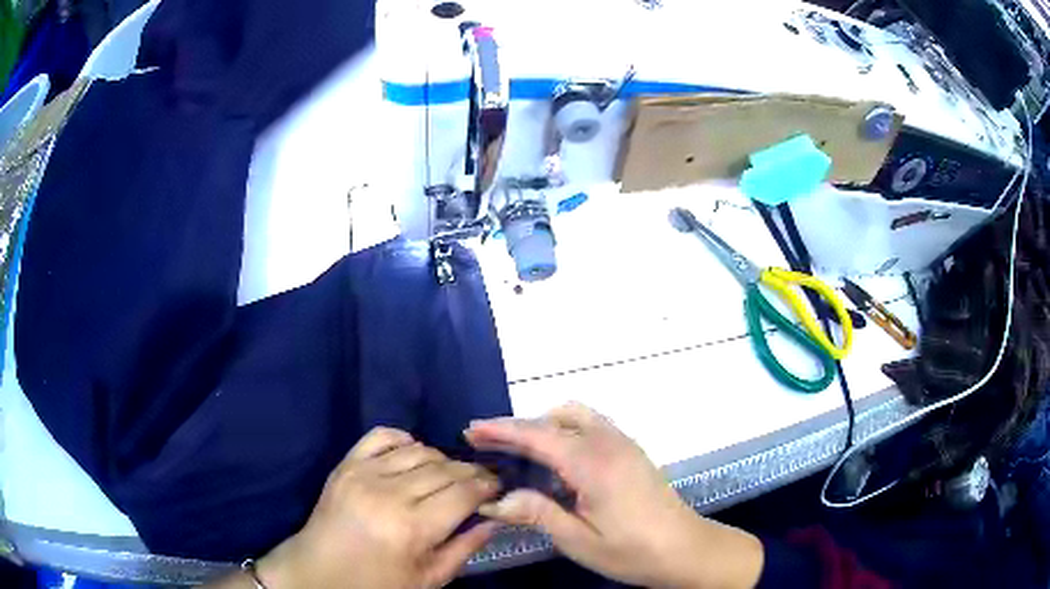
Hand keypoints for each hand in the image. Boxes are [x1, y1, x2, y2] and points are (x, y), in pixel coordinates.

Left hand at [252, 427, 500, 588]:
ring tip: (449, 473)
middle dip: (471, 472)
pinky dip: (403, 439)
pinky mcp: (346, 465)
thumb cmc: (378, 583)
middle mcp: (390, 493)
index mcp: (413, 527)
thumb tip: (495, 520)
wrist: (320, 572)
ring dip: (441, 458)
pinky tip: (413, 451)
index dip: (487, 486)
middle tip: (481, 480)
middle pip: (445, 468)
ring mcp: (364, 474)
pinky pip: (380, 436)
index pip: (464, 493)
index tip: (497, 487)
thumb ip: (465, 549)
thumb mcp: (428, 579)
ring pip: (418, 450)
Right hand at [465, 403, 762, 588]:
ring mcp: (623, 443)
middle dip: (518, 427)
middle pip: (555, 418)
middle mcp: (608, 442)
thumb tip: (495, 500)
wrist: (686, 549)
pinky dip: (565, 432)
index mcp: (593, 463)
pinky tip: (556, 462)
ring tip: (518, 453)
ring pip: (575, 416)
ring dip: (544, 426)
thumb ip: (537, 514)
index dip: (501, 431)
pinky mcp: (631, 451)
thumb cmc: (633, 551)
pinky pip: (590, 426)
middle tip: (487, 444)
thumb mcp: (579, 541)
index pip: (538, 435)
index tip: (470, 430)